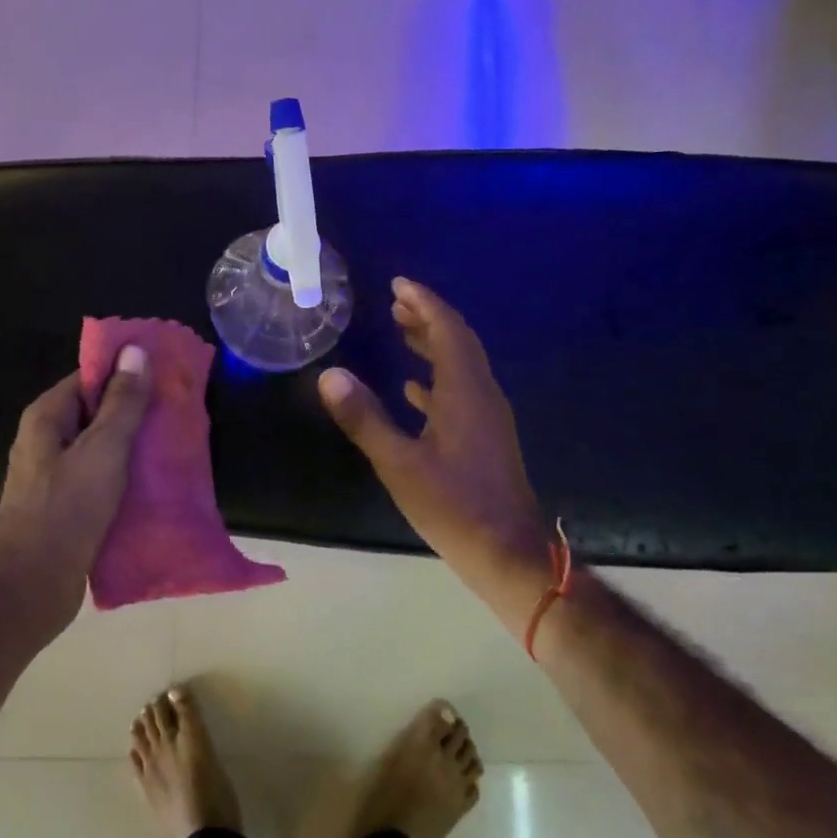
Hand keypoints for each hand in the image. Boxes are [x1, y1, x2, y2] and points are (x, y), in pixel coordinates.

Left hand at [0, 345, 151, 643]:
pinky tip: (159, 483)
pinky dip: (128, 479)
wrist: (30, 587)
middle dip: (137, 411)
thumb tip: (136, 350)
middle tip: (180, 410)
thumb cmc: (65, 509)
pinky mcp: (69, 508)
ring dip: (135, 448)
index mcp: (48, 417)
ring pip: (103, 450)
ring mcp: (56, 477)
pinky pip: (103, 481)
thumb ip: (122, 402)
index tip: (166, 373)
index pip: (89, 377)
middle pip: (97, 413)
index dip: (126, 372)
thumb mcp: (103, 449)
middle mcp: (47, 441)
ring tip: (177, 444)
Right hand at [319, 278, 556, 632]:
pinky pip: (460, 391)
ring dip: (433, 343)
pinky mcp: (485, 437)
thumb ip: (364, 418)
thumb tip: (329, 376)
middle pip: (458, 341)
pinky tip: (414, 387)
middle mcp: (482, 395)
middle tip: (396, 301)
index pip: (448, 330)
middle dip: (428, 317)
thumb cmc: (453, 506)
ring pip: (460, 365)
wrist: (507, 553)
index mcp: (465, 392)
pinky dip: (437, 377)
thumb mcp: (400, 464)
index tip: (399, 284)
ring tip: (402, 329)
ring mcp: (487, 417)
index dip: (424, 303)